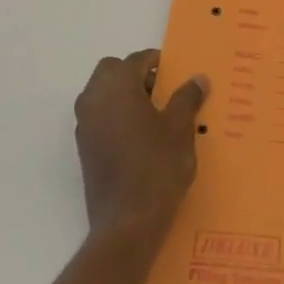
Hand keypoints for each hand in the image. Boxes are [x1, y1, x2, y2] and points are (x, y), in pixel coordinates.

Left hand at [74, 50, 206, 245]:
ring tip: (155, 114)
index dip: (158, 62)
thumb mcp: (180, 129)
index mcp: (117, 88)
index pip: (136, 60)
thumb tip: (198, 78)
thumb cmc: (157, 167)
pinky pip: (100, 117)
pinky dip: (116, 116)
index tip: (177, 73)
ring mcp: (85, 125)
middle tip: (163, 91)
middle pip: (111, 71)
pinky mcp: (85, 148)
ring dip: (124, 95)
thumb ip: (187, 98)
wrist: (127, 223)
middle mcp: (94, 100)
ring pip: (102, 94)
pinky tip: (141, 136)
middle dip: (135, 74)